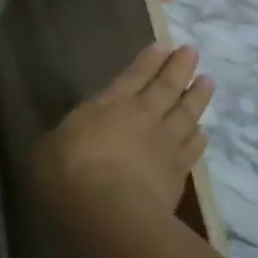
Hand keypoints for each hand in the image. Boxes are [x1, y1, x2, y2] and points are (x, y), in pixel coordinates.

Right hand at [33, 44, 211, 225]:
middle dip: (179, 67)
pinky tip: (202, 131)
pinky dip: (198, 137)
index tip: (162, 46)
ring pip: (186, 114)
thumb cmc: (70, 170)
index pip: (133, 75)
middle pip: (166, 87)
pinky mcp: (178, 174)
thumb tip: (65, 140)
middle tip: (192, 52)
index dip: (148, 60)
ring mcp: (164, 144)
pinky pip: (192, 148)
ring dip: (198, 97)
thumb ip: (65, 137)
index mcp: (110, 103)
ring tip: (207, 82)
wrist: (110, 211)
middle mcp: (143, 117)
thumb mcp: (50, 147)